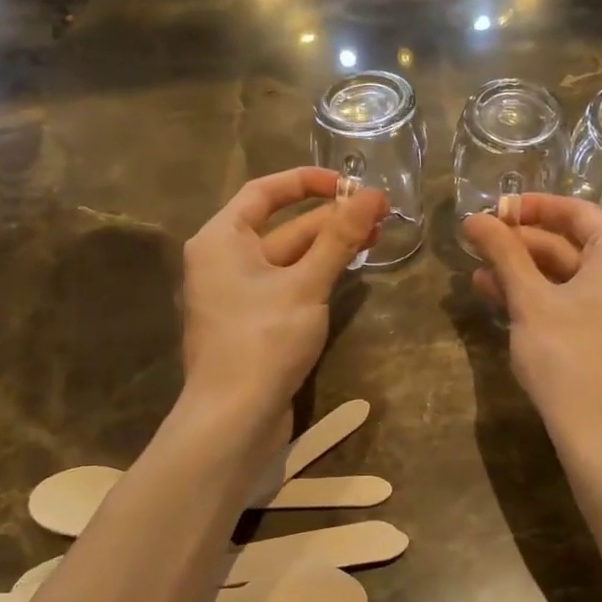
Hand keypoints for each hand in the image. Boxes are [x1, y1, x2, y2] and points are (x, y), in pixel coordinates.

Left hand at [180, 168, 386, 417]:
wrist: (233, 419)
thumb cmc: (263, 341)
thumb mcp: (307, 285)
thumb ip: (339, 238)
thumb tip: (374, 195)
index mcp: (221, 239)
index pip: (264, 191)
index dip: (308, 182)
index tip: (351, 186)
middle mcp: (224, 260)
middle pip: (282, 226)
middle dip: (330, 219)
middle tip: (379, 216)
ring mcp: (238, 293)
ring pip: (288, 258)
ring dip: (328, 248)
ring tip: (375, 239)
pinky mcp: (253, 322)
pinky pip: (286, 284)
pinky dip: (316, 274)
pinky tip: (349, 271)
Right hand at [463, 195, 601, 438]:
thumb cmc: (567, 355)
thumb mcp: (529, 299)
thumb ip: (503, 253)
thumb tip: (473, 218)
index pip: (576, 213)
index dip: (531, 208)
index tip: (494, 209)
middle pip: (573, 246)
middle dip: (522, 247)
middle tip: (478, 245)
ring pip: (573, 278)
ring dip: (527, 275)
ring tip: (480, 277)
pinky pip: (583, 303)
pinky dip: (547, 299)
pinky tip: (506, 302)